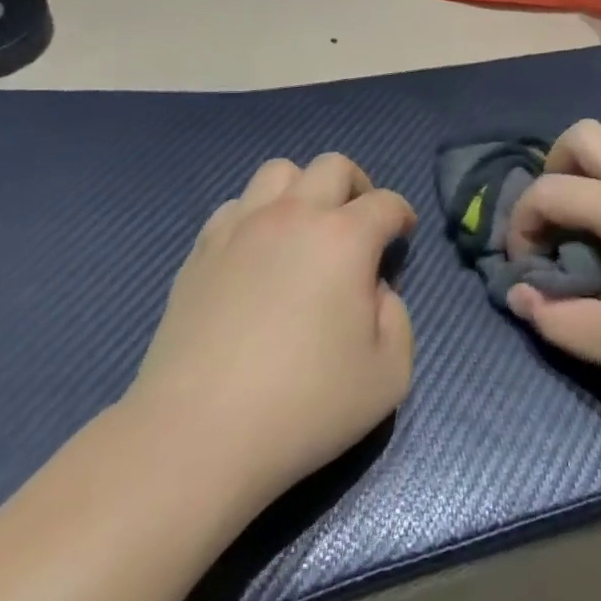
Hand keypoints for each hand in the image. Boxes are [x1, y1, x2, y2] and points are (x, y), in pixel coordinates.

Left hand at [126, 154, 415, 507]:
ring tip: (307, 230)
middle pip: (333, 166)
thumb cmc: (305, 406)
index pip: (386, 203)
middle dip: (358, 186)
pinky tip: (258, 253)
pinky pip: (236, 205)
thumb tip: (374, 289)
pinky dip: (258, 215)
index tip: (403, 238)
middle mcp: (294, 216)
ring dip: (303, 190)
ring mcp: (241, 227)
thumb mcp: (389, 373)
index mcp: (344, 238)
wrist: (198, 434)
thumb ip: (397, 317)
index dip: (402, 216)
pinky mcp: (201, 250)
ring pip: (279, 172)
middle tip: (360, 225)